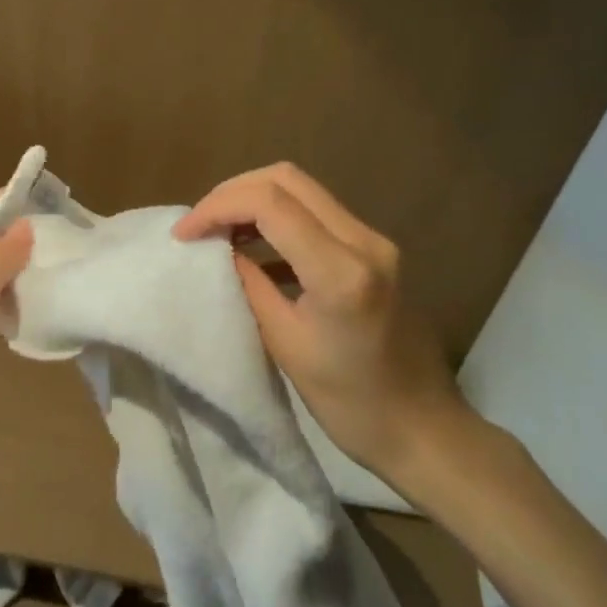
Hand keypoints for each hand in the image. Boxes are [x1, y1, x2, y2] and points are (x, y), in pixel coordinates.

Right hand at [173, 164, 475, 482]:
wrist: (423, 427)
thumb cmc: (350, 402)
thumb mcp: (284, 343)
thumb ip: (249, 284)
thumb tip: (218, 249)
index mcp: (340, 270)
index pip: (269, 203)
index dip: (217, 207)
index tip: (184, 234)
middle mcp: (363, 239)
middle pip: (285, 179)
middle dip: (233, 193)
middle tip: (199, 224)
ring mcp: (373, 239)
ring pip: (301, 189)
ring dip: (254, 200)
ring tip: (219, 232)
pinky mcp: (373, 248)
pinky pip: (316, 212)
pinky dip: (278, 216)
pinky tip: (253, 246)